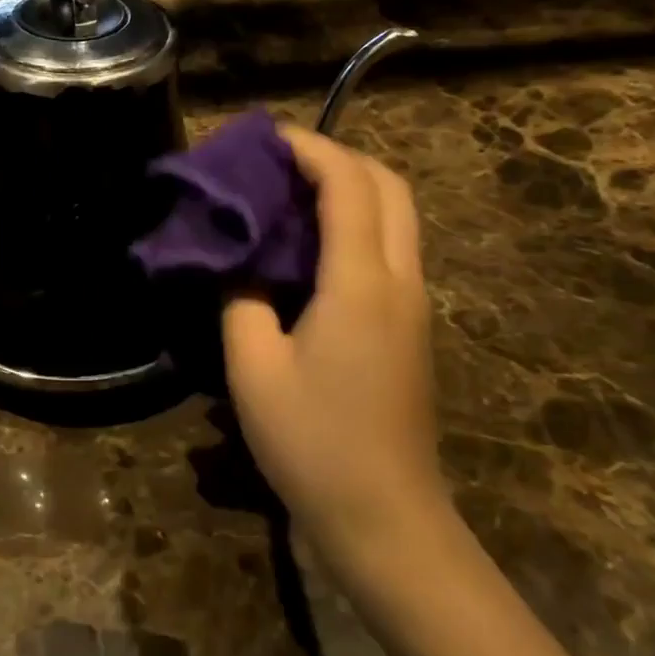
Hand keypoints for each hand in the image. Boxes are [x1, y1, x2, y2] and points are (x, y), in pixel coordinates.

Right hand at [222, 126, 443, 575]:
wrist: (384, 518)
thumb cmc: (312, 443)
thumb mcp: (253, 369)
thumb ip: (241, 301)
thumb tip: (239, 265)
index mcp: (362, 282)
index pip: (347, 184)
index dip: (309, 149)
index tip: (265, 137)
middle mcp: (401, 281)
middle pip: (389, 187)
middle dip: (339, 158)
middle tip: (282, 164)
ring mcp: (415, 305)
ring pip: (398, 217)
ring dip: (352, 190)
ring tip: (291, 196)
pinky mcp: (412, 329)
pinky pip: (392, 251)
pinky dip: (358, 225)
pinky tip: (312, 249)